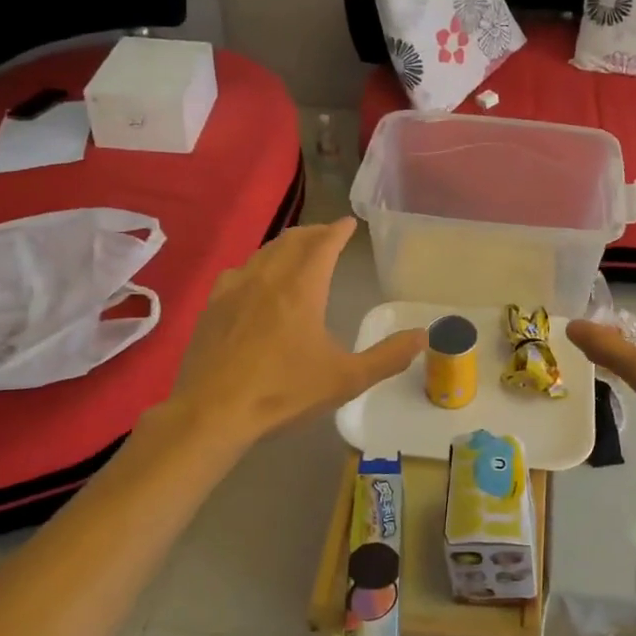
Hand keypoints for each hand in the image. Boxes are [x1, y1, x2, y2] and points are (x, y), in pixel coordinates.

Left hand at [169, 218, 424, 442]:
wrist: (212, 412)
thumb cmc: (284, 392)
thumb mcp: (346, 379)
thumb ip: (388, 356)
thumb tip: (423, 336)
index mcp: (302, 288)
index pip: (323, 245)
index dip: (338, 231)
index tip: (348, 223)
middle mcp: (267, 278)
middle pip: (292, 241)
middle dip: (313, 233)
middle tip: (327, 235)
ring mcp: (234, 290)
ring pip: (263, 253)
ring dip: (284, 246)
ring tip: (295, 252)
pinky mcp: (212, 307)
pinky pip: (238, 272)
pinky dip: (256, 266)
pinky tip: (253, 280)